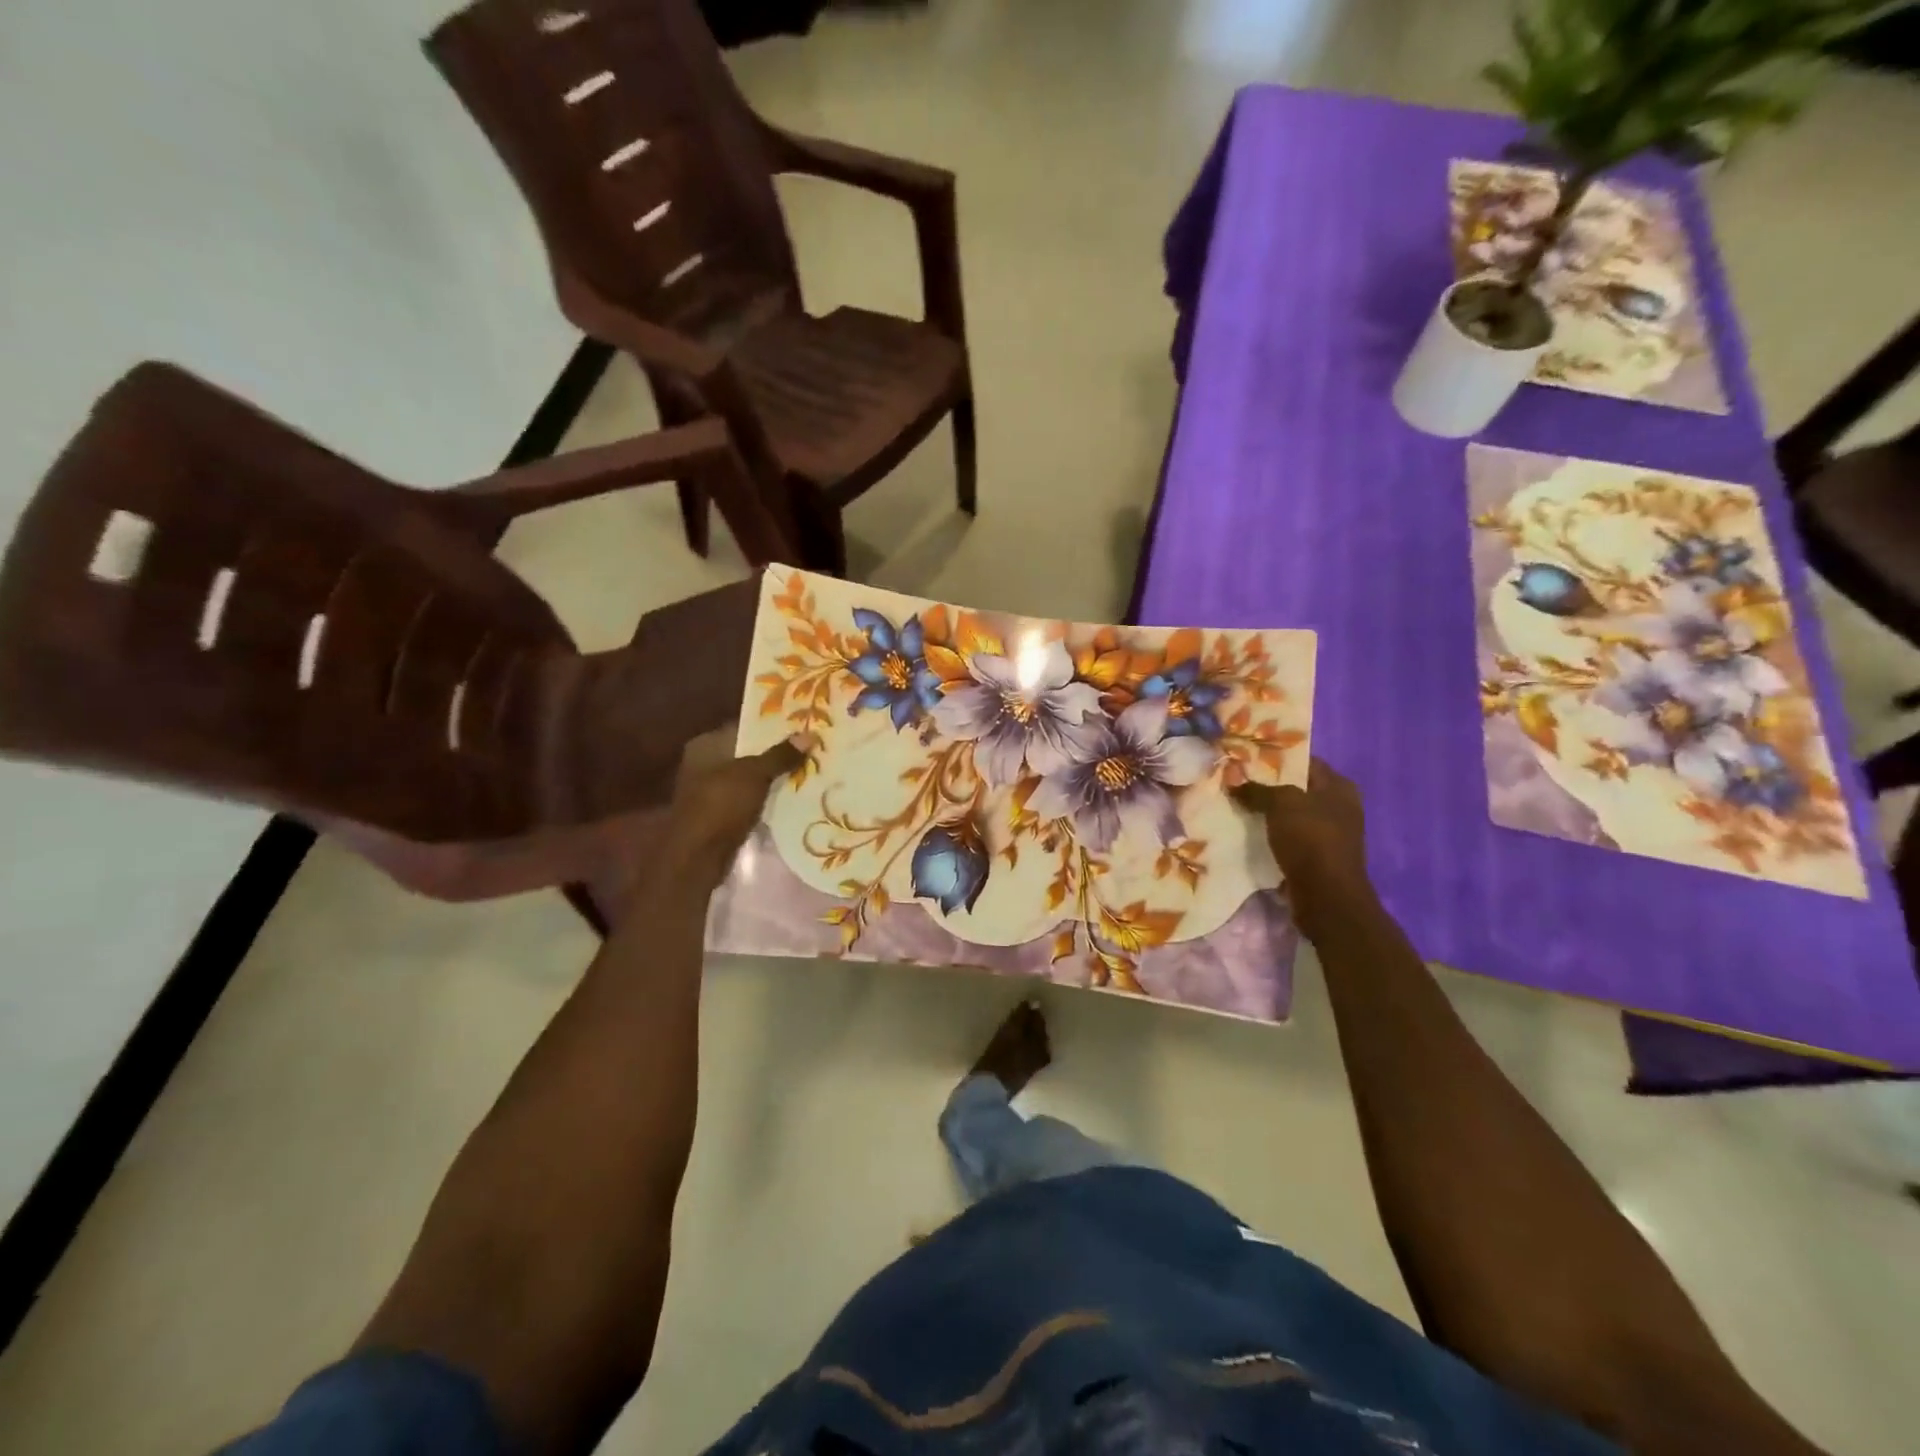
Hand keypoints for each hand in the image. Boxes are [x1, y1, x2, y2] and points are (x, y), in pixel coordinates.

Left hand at [660, 729, 804, 882]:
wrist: (697, 856)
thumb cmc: (721, 805)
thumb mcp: (754, 774)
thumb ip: (780, 755)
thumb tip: (810, 734)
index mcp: (706, 745)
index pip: (744, 727)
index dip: (772, 726)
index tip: (802, 726)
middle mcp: (704, 763)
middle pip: (747, 753)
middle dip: (776, 753)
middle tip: (811, 748)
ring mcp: (710, 790)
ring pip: (749, 778)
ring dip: (773, 777)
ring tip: (808, 770)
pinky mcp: (719, 814)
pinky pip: (748, 799)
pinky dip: (765, 798)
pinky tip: (791, 797)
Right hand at [1232, 758, 1373, 939]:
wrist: (1326, 897)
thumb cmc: (1311, 840)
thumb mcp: (1282, 804)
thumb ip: (1257, 789)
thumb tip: (1233, 779)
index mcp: (1339, 787)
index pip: (1304, 761)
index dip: (1275, 757)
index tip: (1245, 757)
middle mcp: (1338, 807)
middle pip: (1296, 788)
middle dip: (1266, 785)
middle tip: (1234, 781)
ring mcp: (1329, 834)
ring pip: (1289, 814)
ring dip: (1265, 812)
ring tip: (1233, 805)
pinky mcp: (1316, 857)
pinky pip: (1287, 838)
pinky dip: (1269, 834)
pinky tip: (1245, 832)